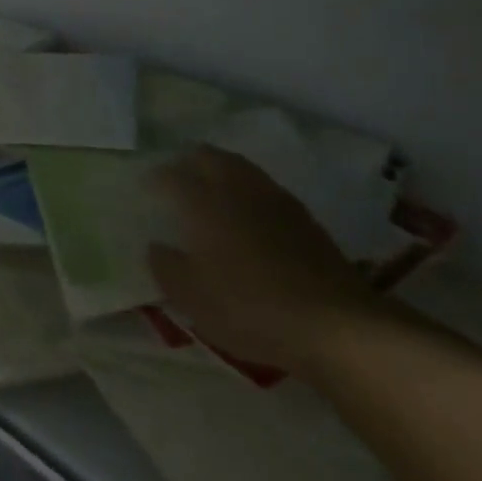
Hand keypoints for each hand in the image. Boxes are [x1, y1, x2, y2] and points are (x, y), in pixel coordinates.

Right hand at [148, 147, 380, 373]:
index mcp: (205, 202)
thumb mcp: (194, 299)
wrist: (334, 323)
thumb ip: (167, 268)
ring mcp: (273, 197)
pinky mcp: (301, 215)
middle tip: (178, 176)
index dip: (156, 178)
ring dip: (220, 169)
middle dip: (188, 161)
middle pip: (208, 157)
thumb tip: (155, 247)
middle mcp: (236, 188)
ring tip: (211, 187)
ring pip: (239, 166)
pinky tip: (248, 211)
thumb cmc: (251, 308)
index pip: (173, 176)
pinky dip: (247, 188)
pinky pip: (263, 186)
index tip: (147, 185)